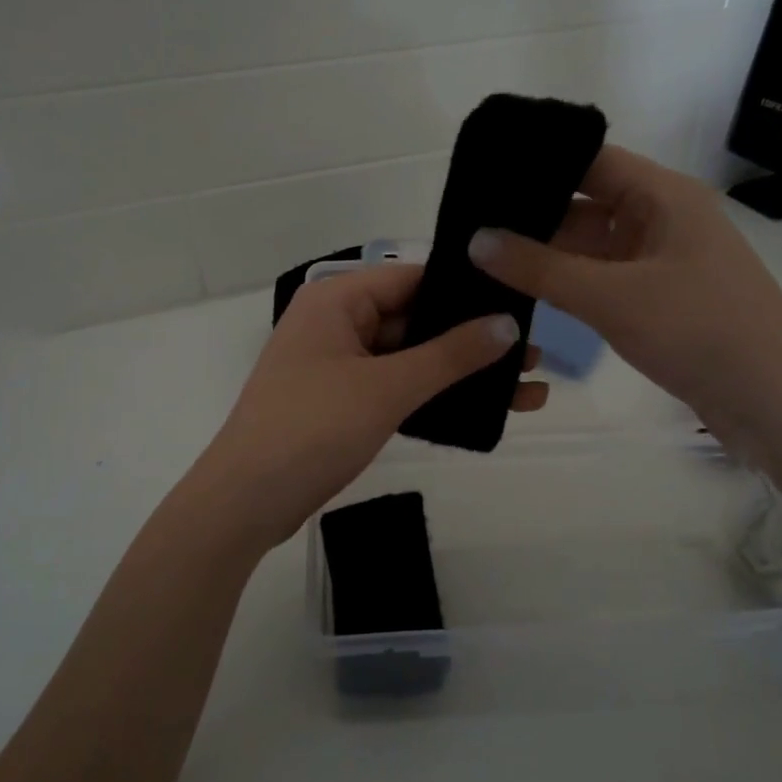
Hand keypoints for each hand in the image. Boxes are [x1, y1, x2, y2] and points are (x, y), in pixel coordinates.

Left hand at [188, 265, 546, 550]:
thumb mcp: (387, 387)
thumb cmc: (312, 428)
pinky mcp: (341, 402)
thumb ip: (451, 355)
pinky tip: (479, 412)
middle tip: (536, 353)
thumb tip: (509, 325)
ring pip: (410, 358)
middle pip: (415, 320)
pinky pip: (395, 387)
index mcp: (337, 299)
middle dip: (472, 340)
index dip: (467, 292)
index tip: (523, 304)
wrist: (245, 502)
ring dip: (459, 373)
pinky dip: (432, 397)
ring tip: (526, 388)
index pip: (414, 279)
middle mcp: (336, 322)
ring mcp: (337, 364)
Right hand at [466, 145, 781, 443]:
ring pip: (590, 247)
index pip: (590, 160)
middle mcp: (661, 219)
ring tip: (482, 258)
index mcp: (662, 196)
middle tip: (468, 225)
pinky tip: (523, 291)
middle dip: (532, 216)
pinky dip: (567, 284)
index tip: (481, 174)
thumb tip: (474, 240)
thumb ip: (540, 268)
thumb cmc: (699, 330)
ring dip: (546, 255)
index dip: (537, 162)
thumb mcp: (611, 296)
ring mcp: (660, 262)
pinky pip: (601, 280)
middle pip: (585, 204)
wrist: (776, 401)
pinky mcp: (658, 300)